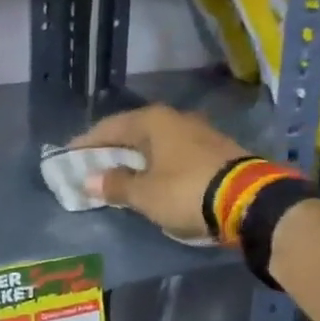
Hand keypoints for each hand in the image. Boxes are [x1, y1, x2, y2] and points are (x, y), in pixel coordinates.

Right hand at [69, 105, 251, 238]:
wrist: (251, 202)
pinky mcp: (216, 151)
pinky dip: (158, 165)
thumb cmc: (186, 191)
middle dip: (112, 150)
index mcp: (153, 121)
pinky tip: (153, 179)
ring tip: (120, 176)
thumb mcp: (145, 194)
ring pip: (156, 143)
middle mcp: (175, 119)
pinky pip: (174, 155)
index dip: (86, 143)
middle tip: (92, 167)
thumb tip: (90, 180)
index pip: (109, 127)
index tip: (68, 156)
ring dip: (136, 159)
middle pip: (134, 132)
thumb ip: (116, 185)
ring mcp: (199, 133)